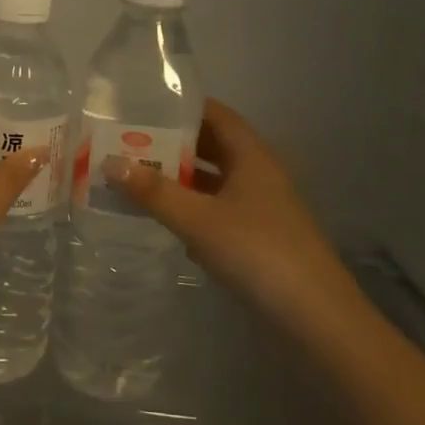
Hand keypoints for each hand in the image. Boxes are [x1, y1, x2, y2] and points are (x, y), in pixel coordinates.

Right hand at [107, 99, 340, 311]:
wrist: (315, 317)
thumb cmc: (257, 252)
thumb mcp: (198, 219)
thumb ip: (153, 192)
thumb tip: (109, 162)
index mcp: (252, 156)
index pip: (216, 115)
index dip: (183, 107)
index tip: (144, 106)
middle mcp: (259, 174)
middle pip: (212, 147)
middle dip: (173, 144)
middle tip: (129, 143)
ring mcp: (261, 208)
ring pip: (214, 181)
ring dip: (180, 179)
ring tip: (136, 178)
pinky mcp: (258, 238)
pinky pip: (217, 211)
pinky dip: (191, 209)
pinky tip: (163, 219)